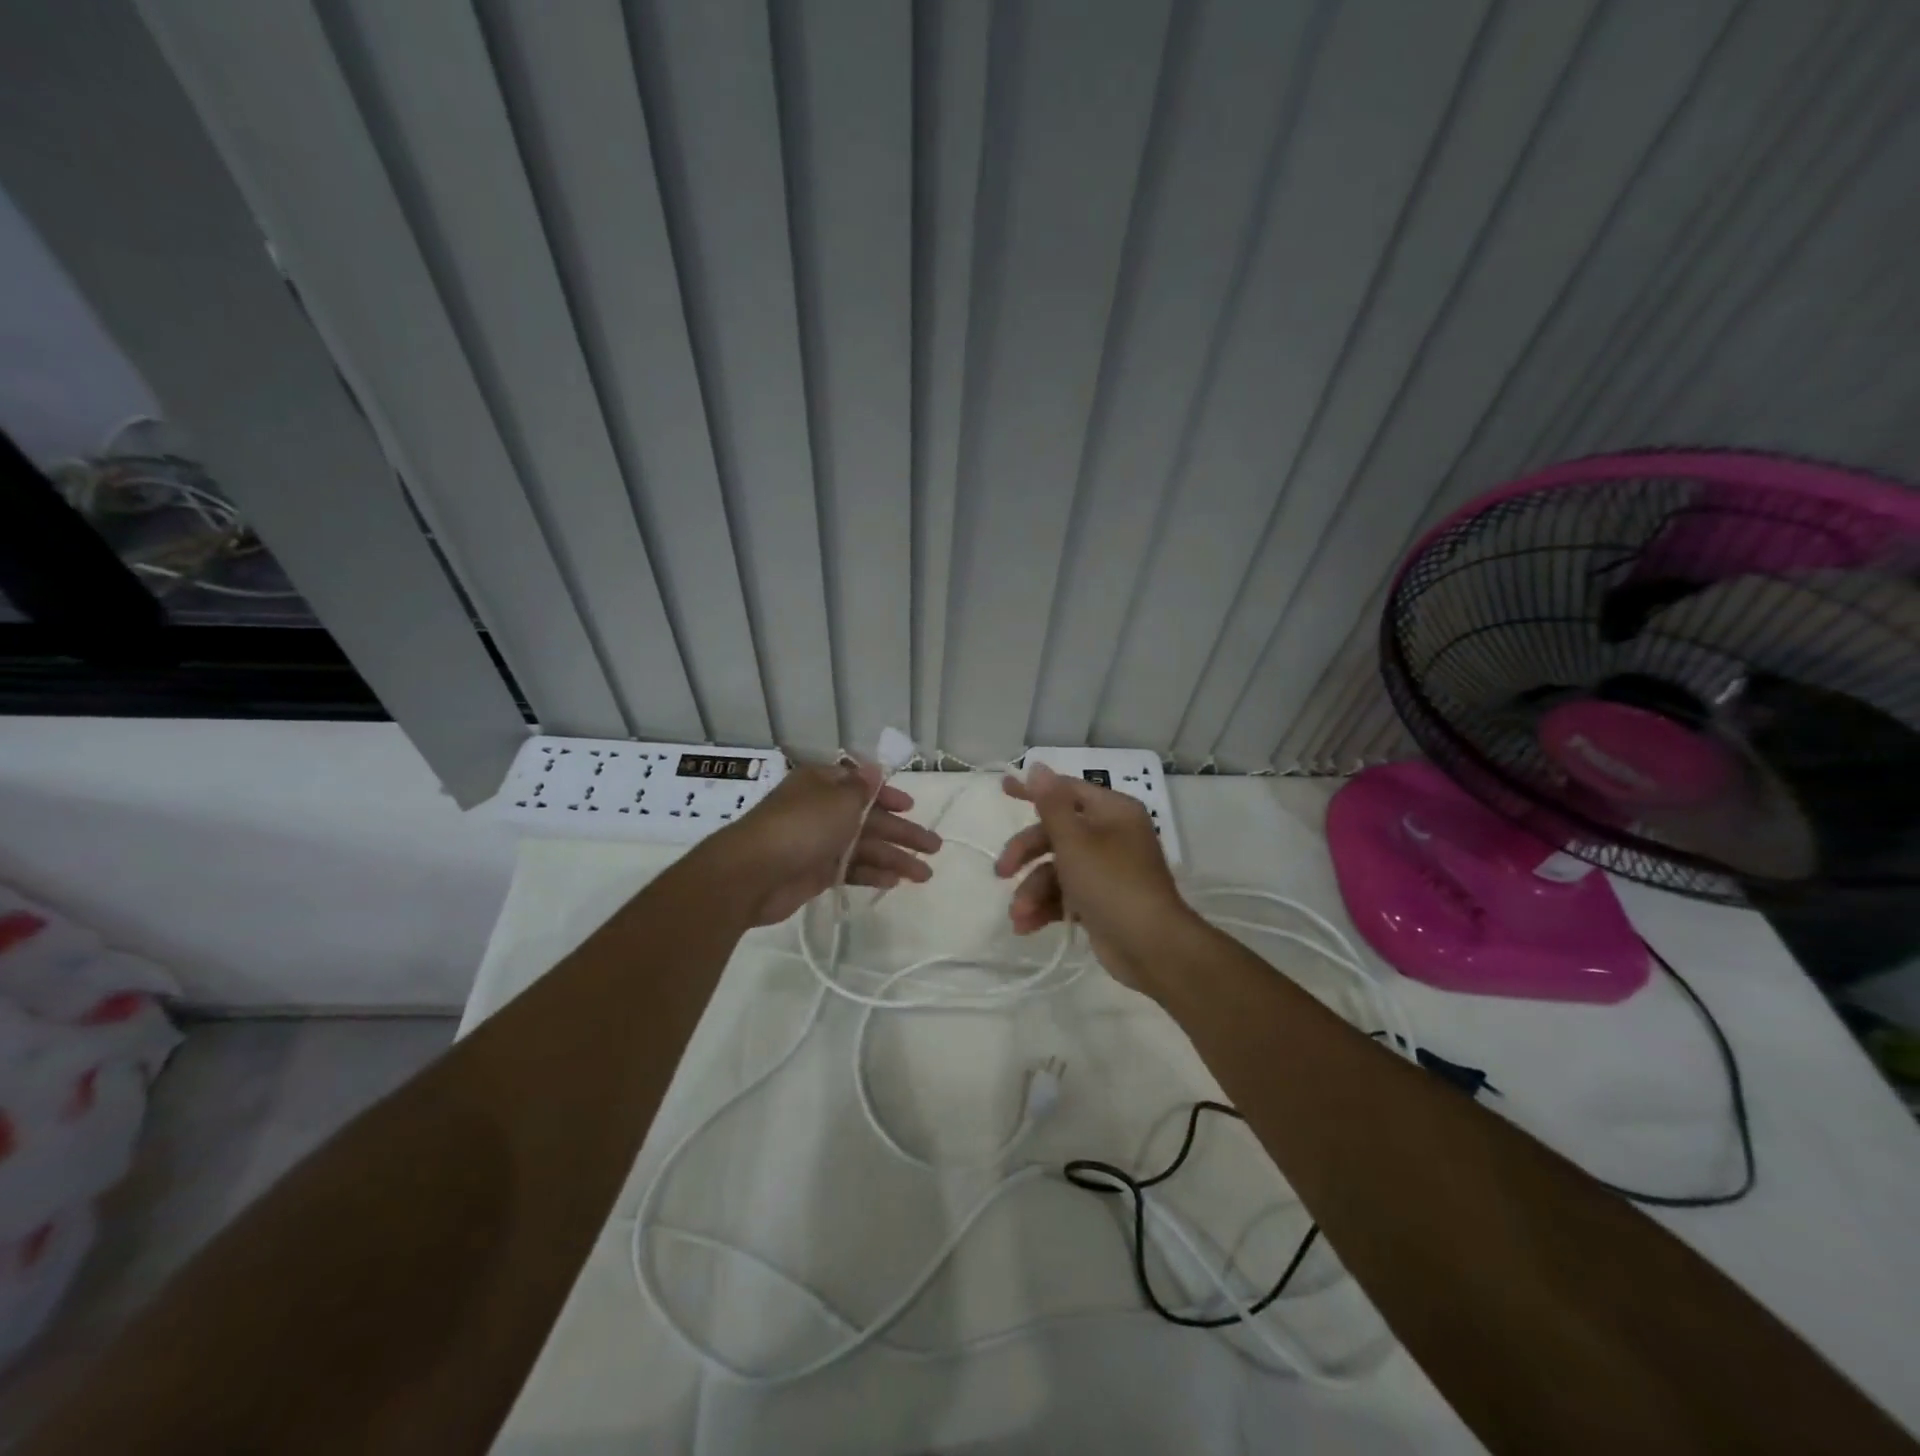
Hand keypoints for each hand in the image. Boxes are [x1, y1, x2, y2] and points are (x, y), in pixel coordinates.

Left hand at [716, 760, 940, 927]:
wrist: (752, 874)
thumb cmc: (800, 826)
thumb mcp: (838, 800)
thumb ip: (862, 789)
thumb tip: (874, 768)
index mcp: (822, 785)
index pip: (861, 786)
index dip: (887, 796)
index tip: (911, 807)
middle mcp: (820, 811)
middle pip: (869, 819)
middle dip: (901, 832)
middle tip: (934, 846)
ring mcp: (817, 843)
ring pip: (863, 847)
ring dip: (893, 858)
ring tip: (924, 874)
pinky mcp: (814, 873)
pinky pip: (850, 870)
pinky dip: (872, 874)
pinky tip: (894, 882)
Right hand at [994, 763, 1195, 991]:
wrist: (1151, 947)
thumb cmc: (1112, 883)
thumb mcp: (1075, 840)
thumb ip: (1051, 804)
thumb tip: (1038, 766)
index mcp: (1112, 812)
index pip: (1066, 790)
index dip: (1033, 790)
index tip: (1002, 789)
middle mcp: (1110, 835)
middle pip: (1056, 832)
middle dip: (1026, 853)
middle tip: (1002, 872)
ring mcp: (1106, 870)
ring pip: (1056, 869)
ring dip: (1032, 890)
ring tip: (1019, 914)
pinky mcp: (1100, 901)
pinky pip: (1065, 895)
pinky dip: (1045, 907)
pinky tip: (1025, 926)